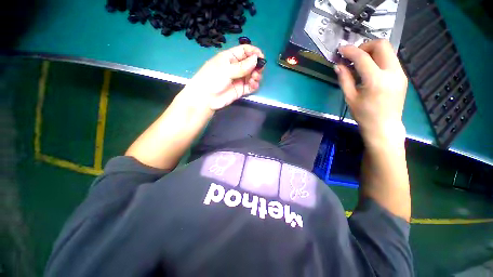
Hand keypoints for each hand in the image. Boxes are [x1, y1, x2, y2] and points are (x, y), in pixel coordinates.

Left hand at [180, 45, 264, 110]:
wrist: (206, 99)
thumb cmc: (212, 79)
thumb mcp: (226, 69)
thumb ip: (242, 66)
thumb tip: (256, 59)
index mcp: (230, 58)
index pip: (244, 51)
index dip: (254, 52)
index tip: (262, 57)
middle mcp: (236, 67)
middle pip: (250, 63)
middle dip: (257, 66)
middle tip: (259, 70)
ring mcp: (239, 79)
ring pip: (252, 75)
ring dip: (256, 75)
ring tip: (254, 78)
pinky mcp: (241, 90)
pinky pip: (250, 86)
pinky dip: (254, 85)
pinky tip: (253, 84)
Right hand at [336, 40, 407, 147]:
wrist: (384, 126)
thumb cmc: (364, 115)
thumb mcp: (350, 98)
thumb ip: (344, 79)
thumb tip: (338, 65)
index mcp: (376, 81)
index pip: (363, 57)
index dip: (350, 50)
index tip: (341, 49)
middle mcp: (392, 73)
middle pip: (382, 45)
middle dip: (365, 46)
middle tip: (353, 55)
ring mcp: (400, 73)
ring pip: (388, 50)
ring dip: (372, 51)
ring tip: (359, 62)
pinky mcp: (402, 76)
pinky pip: (390, 59)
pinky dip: (378, 59)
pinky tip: (369, 69)